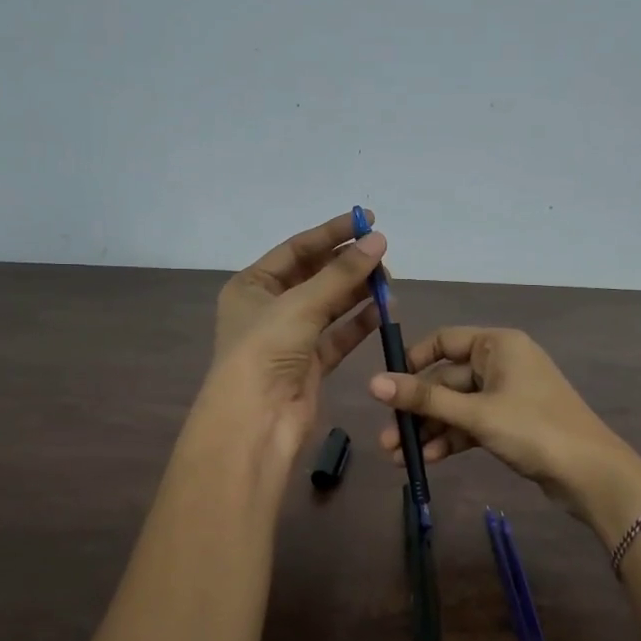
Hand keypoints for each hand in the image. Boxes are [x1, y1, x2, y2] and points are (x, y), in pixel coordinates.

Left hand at [202, 211, 386, 459]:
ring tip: (388, 282)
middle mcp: (269, 308)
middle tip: (383, 255)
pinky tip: (383, 310)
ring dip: (357, 292)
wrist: (256, 420)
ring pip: (330, 306)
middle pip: (315, 276)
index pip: (297, 249)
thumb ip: (342, 273)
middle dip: (348, 265)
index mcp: (252, 286)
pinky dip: (359, 322)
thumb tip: (379, 240)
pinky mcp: (310, 364)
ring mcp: (290, 338)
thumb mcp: (301, 304)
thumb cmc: (265, 351)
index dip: (332, 233)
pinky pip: (338, 335)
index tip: (368, 219)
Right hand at [368, 326, 640, 537]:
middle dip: (417, 410)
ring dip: (430, 430)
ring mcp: (507, 394)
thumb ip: (425, 398)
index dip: (412, 362)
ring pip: (457, 406)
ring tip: (400, 459)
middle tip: (388, 439)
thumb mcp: (475, 413)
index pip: (443, 341)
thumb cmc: (533, 429)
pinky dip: (451, 439)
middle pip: (446, 379)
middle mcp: (502, 363)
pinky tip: (429, 461)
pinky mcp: (511, 423)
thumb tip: (373, 383)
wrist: (591, 474)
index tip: (387, 388)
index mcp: (498, 345)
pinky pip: (472, 424)